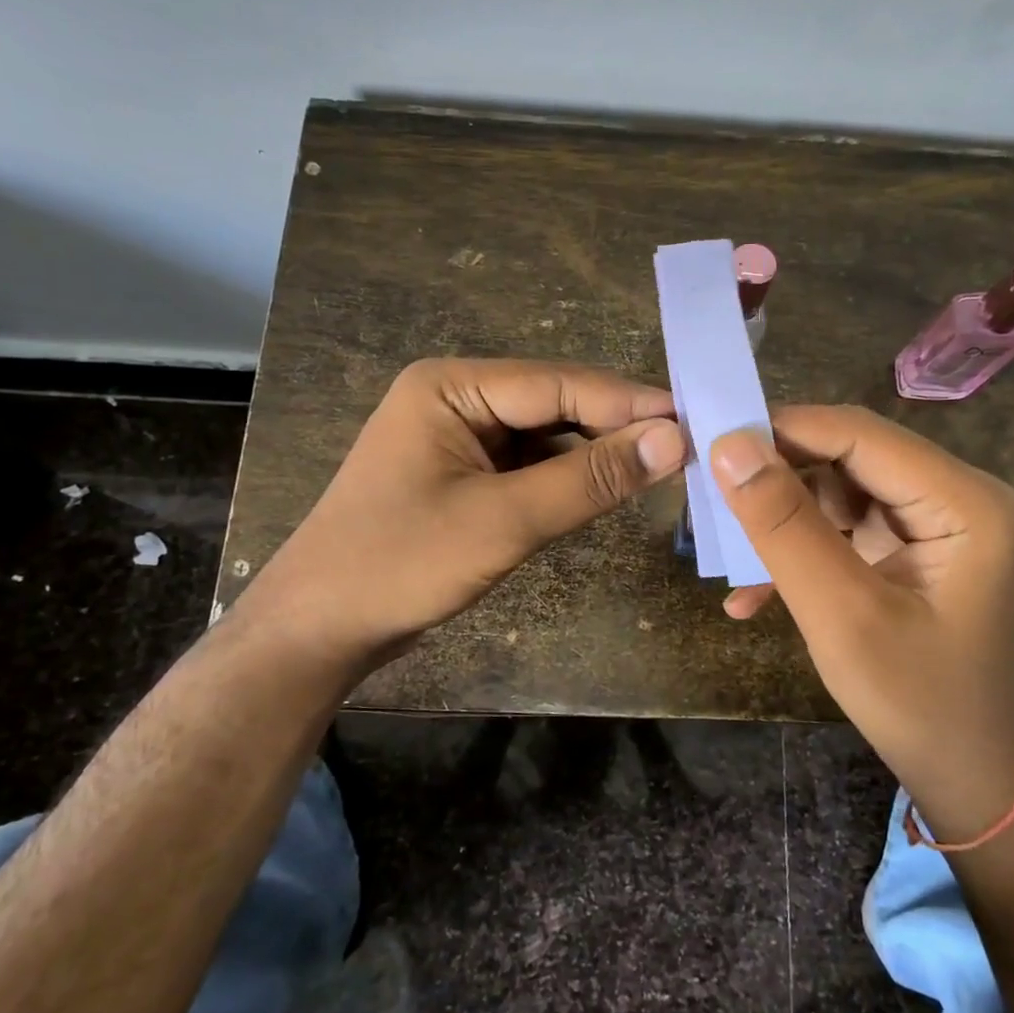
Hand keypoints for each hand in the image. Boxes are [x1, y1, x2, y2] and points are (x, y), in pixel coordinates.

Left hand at [237, 358, 687, 674]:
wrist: (319, 629)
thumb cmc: (401, 564)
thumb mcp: (503, 521)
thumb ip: (589, 479)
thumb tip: (673, 439)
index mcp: (452, 387)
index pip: (559, 383)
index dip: (628, 404)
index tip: (694, 421)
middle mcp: (455, 399)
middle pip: (553, 404)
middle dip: (614, 428)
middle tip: (687, 447)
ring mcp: (456, 438)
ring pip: (544, 436)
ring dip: (592, 455)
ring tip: (659, 468)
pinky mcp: (461, 475)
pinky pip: (526, 466)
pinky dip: (564, 479)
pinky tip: (603, 490)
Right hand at [709, 406, 1013, 841]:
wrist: (970, 779)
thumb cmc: (917, 703)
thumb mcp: (841, 614)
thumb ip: (784, 526)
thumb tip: (727, 446)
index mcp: (962, 501)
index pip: (857, 434)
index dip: (780, 430)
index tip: (707, 443)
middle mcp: (953, 496)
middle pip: (846, 457)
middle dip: (775, 477)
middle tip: (706, 498)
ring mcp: (931, 524)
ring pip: (835, 491)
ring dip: (778, 520)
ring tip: (723, 550)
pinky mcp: (909, 550)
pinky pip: (841, 529)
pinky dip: (797, 552)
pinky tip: (751, 595)